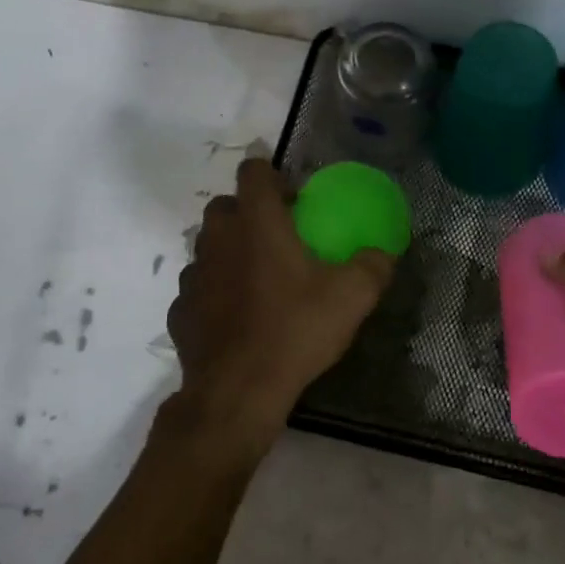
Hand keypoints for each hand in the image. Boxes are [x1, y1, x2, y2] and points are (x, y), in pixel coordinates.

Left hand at [165, 158, 395, 457]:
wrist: (237, 392)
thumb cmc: (294, 331)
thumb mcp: (352, 298)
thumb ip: (373, 266)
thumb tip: (383, 253)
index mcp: (257, 223)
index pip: (252, 171)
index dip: (271, 175)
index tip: (293, 199)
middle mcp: (218, 239)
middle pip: (225, 206)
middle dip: (248, 212)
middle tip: (279, 238)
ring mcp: (193, 275)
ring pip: (209, 246)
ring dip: (230, 252)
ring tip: (259, 280)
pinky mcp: (181, 310)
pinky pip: (200, 287)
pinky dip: (216, 292)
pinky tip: (237, 317)